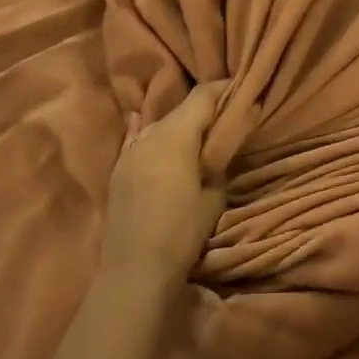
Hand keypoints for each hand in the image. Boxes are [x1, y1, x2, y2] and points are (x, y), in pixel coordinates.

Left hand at [100, 82, 228, 288]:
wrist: (135, 270)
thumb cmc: (182, 232)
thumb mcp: (213, 196)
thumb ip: (217, 162)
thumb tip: (220, 146)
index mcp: (176, 137)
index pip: (201, 97)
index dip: (222, 88)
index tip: (240, 88)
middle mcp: (150, 136)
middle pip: (180, 108)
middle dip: (203, 107)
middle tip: (224, 114)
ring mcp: (129, 152)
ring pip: (159, 124)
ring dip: (178, 123)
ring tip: (196, 131)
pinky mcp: (118, 169)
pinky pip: (136, 139)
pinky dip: (147, 131)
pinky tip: (143, 120)